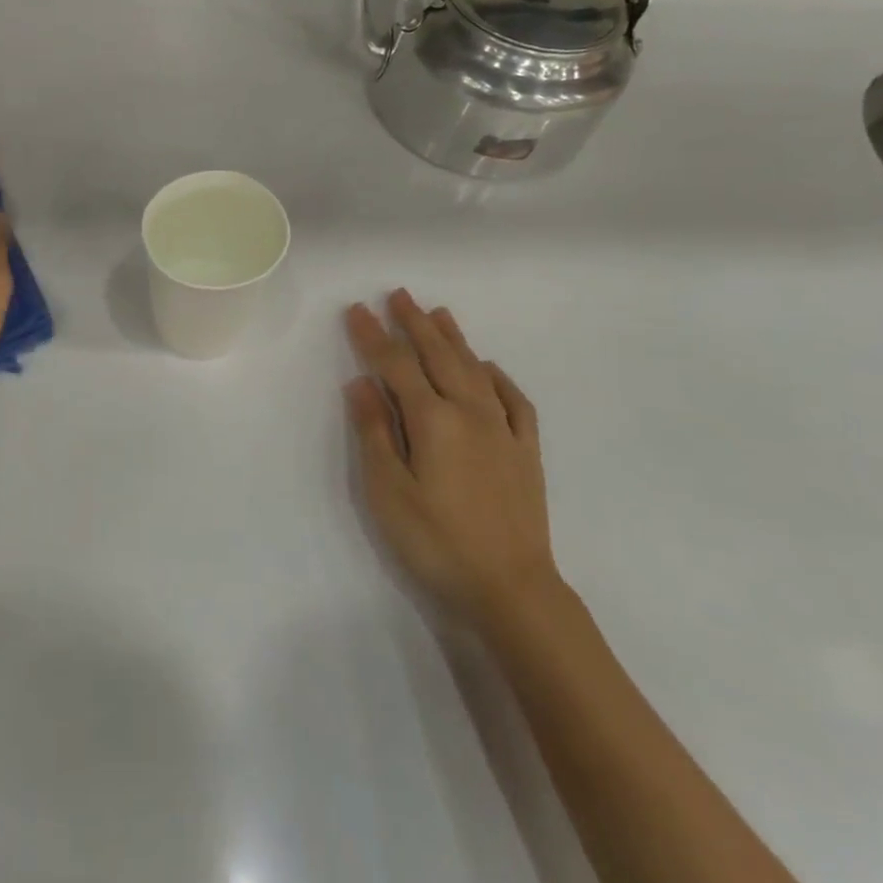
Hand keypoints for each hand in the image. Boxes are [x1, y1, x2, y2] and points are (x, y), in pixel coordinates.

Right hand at [344, 289, 559, 623]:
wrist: (511, 588)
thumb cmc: (437, 541)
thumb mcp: (389, 491)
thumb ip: (375, 432)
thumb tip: (361, 383)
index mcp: (433, 420)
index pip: (395, 365)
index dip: (373, 336)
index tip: (357, 310)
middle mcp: (470, 413)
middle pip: (438, 356)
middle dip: (414, 324)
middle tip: (398, 294)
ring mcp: (503, 430)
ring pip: (475, 370)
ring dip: (454, 339)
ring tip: (438, 313)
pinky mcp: (525, 451)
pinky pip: (514, 400)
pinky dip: (499, 377)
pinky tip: (489, 367)